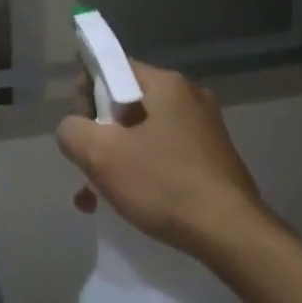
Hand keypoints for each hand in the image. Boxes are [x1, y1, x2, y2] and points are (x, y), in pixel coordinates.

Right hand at [56, 60, 271, 259]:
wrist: (229, 233)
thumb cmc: (162, 183)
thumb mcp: (100, 154)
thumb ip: (72, 131)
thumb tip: (73, 129)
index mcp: (167, 85)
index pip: (114, 68)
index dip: (86, 91)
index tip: (77, 123)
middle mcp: (190, 98)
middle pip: (127, 104)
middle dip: (99, 134)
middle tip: (85, 164)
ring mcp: (205, 130)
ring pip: (143, 135)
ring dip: (115, 160)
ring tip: (94, 197)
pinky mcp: (212, 160)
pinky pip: (163, 157)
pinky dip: (140, 173)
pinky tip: (124, 203)